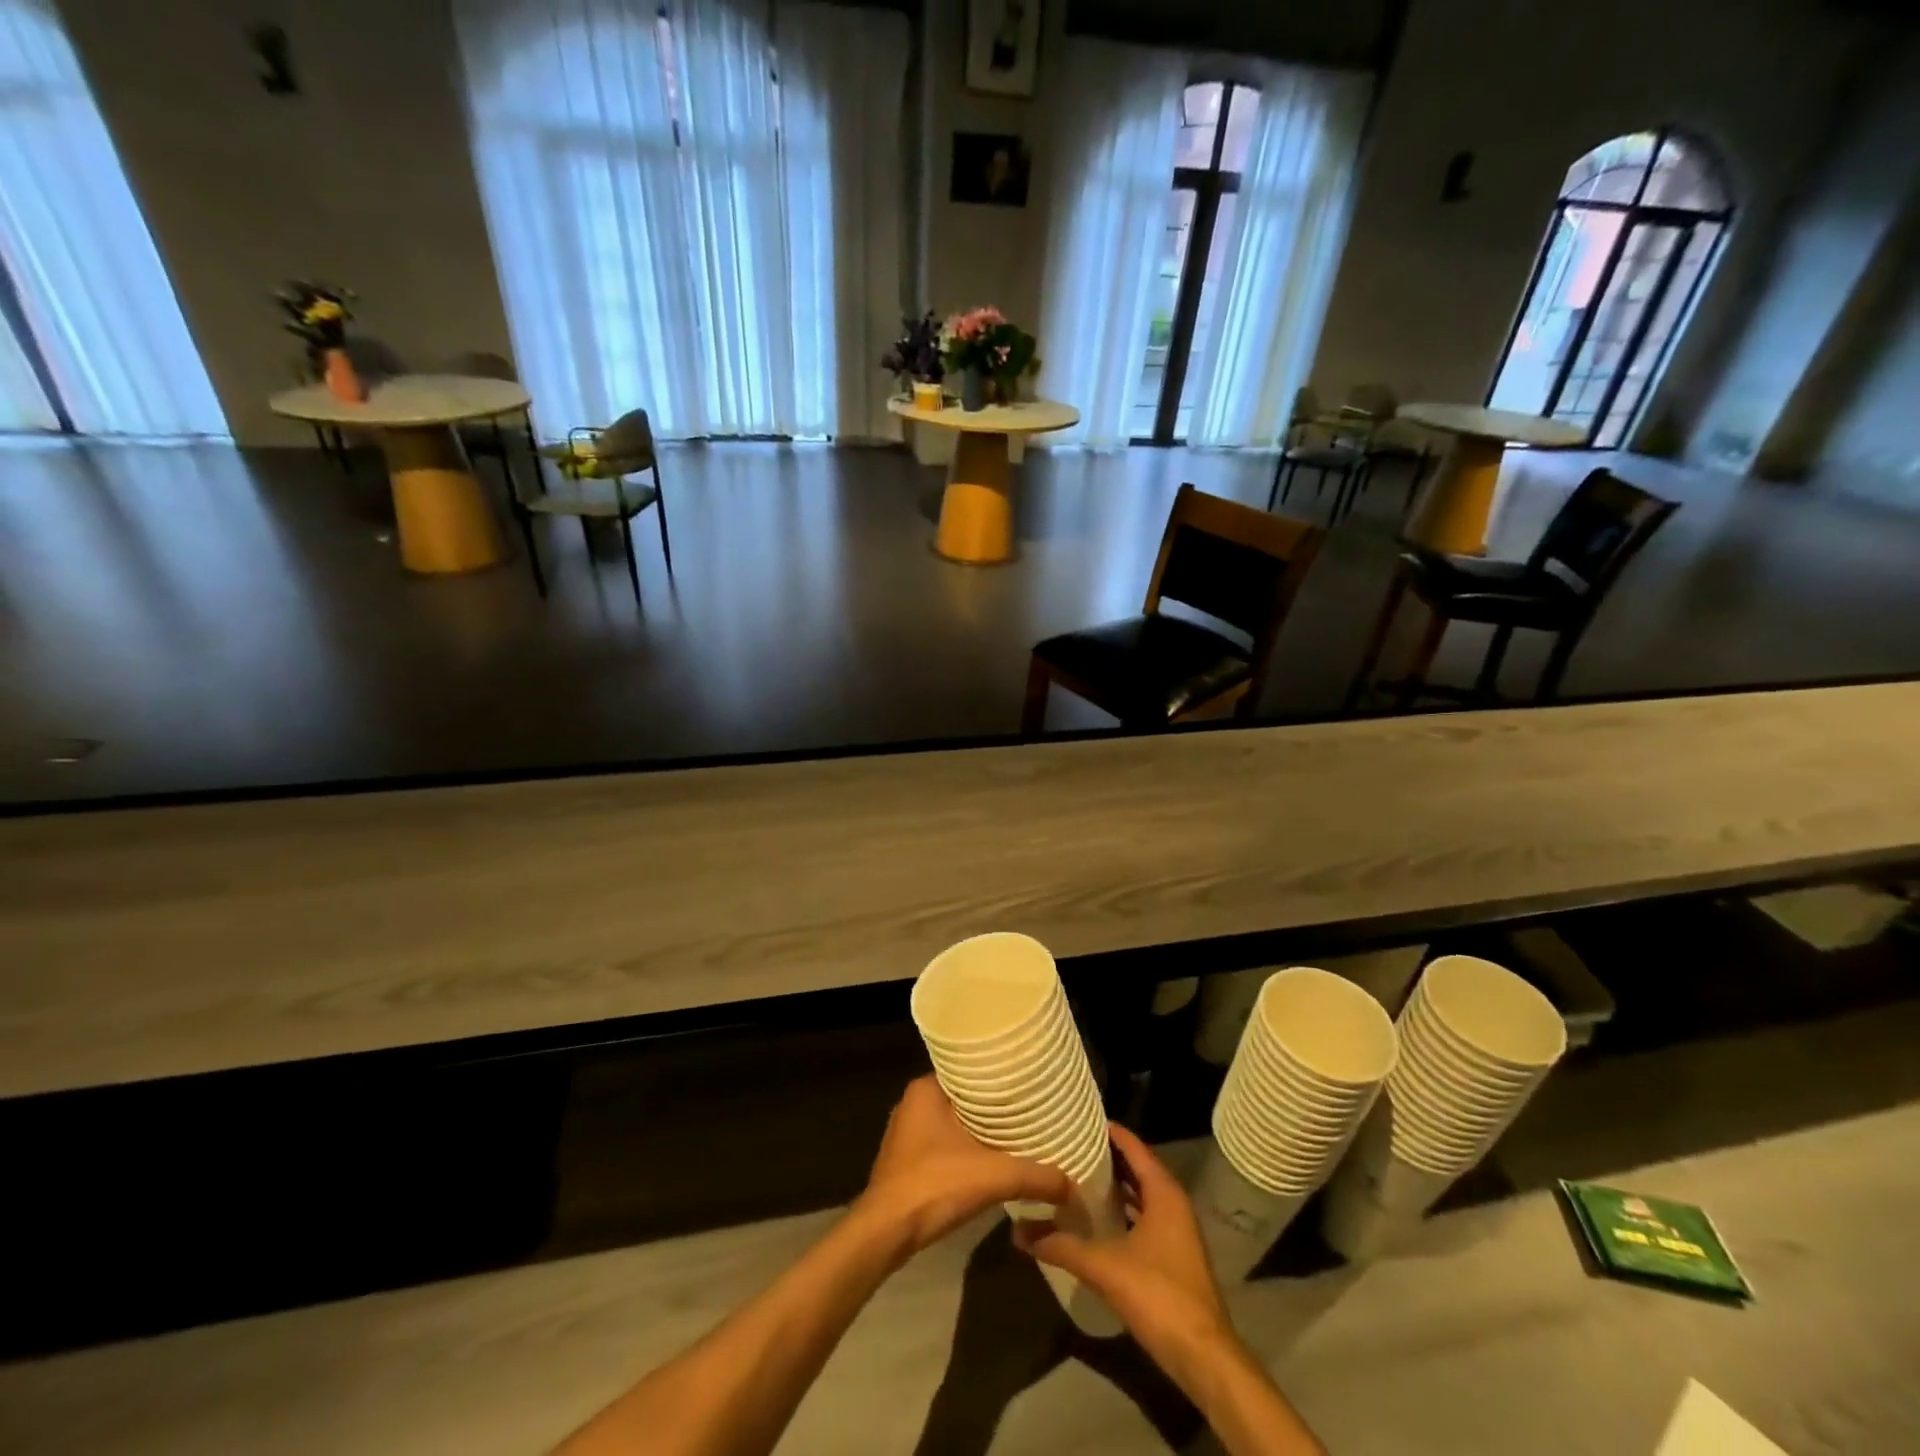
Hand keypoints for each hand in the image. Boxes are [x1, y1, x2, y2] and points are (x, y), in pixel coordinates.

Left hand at [858, 1075, 1071, 1260]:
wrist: (885, 1233)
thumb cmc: (933, 1185)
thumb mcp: (992, 1176)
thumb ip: (1034, 1176)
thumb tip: (1072, 1185)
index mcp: (926, 1089)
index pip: (968, 1069)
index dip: (998, 1076)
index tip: (1027, 1080)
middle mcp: (914, 1104)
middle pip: (964, 1097)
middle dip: (993, 1105)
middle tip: (1030, 1107)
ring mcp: (907, 1134)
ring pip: (954, 1122)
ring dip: (980, 1130)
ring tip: (1018, 1131)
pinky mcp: (907, 1161)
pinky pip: (945, 1144)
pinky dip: (967, 1149)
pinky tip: (992, 1160)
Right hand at [1013, 1123, 1235, 1379]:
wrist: (1202, 1356)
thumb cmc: (1158, 1295)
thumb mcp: (1103, 1266)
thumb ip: (1061, 1245)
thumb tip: (1018, 1230)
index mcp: (1163, 1192)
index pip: (1133, 1146)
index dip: (1107, 1130)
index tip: (1076, 1117)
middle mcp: (1172, 1203)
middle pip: (1136, 1167)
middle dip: (1104, 1156)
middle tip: (1067, 1143)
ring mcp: (1175, 1230)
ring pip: (1139, 1193)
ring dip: (1112, 1184)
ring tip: (1074, 1174)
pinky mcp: (1172, 1254)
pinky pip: (1142, 1216)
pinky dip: (1120, 1210)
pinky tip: (1093, 1218)